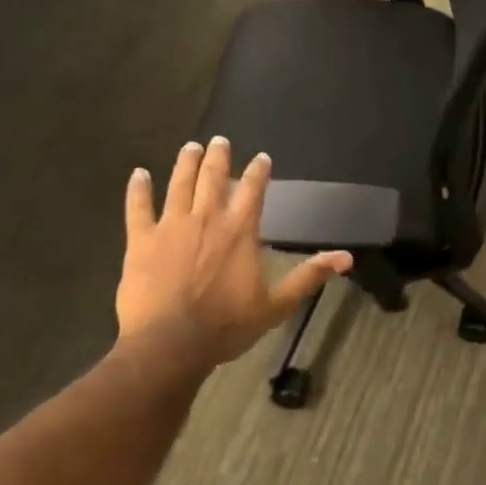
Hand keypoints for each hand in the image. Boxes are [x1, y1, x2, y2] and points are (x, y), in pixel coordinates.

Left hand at [111, 137, 351, 380]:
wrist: (171, 344)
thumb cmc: (227, 325)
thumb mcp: (276, 305)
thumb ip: (309, 276)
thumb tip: (347, 257)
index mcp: (240, 232)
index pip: (253, 191)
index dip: (258, 171)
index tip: (261, 157)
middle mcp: (207, 219)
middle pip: (213, 178)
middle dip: (218, 157)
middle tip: (218, 140)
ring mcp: (171, 227)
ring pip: (179, 185)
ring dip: (185, 164)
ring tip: (190, 147)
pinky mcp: (141, 241)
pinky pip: (138, 208)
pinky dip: (138, 189)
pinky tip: (138, 174)